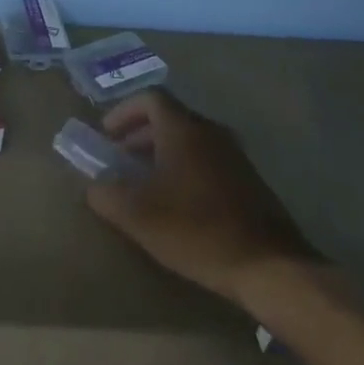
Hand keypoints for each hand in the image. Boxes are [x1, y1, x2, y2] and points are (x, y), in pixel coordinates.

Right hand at [86, 88, 319, 303]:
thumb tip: (94, 185)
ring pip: (190, 140)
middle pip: (170, 117)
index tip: (106, 135)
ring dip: (162, 152)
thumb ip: (106, 194)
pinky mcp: (249, 180)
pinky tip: (178, 203)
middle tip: (120, 159)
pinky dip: (185, 168)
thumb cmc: (196, 230)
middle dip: (139, 134)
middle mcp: (210, 132)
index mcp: (183, 129)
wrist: (269, 266)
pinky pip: (207, 160)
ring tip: (145, 183)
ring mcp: (234, 155)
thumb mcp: (137, 215)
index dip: (123, 112)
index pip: (150, 98)